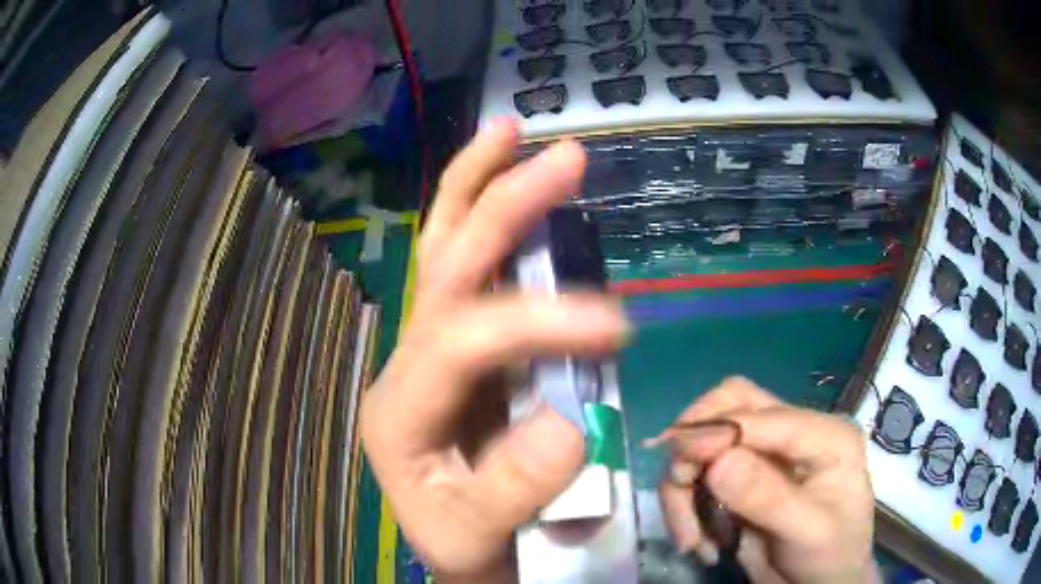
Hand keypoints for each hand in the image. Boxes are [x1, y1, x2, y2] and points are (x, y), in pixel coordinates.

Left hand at [360, 121, 629, 581]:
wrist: (461, 550)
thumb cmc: (465, 545)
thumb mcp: (477, 536)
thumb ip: (512, 491)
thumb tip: (569, 423)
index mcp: (399, 407)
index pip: (464, 338)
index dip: (540, 321)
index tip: (619, 326)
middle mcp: (409, 363)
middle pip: (446, 266)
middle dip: (500, 204)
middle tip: (560, 155)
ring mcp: (433, 350)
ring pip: (446, 252)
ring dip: (478, 188)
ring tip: (510, 134)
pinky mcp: (464, 352)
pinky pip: (473, 275)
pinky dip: (489, 222)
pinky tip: (508, 186)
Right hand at [657, 378, 874, 583]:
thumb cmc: (830, 556)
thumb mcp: (808, 531)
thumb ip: (768, 497)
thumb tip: (719, 461)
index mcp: (824, 435)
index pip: (765, 414)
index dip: (719, 432)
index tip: (681, 469)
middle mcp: (793, 434)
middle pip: (733, 405)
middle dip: (695, 442)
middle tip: (677, 482)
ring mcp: (767, 456)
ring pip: (708, 440)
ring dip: (685, 486)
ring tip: (687, 537)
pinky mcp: (743, 480)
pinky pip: (700, 476)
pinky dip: (687, 505)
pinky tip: (697, 542)